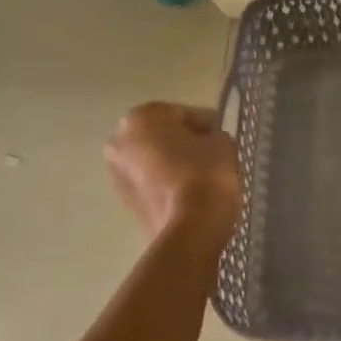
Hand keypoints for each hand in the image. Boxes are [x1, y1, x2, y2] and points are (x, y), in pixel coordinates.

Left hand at [105, 103, 240, 241]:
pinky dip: (167, 184)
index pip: (184, 113)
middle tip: (212, 155)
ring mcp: (117, 173)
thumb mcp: (222, 142)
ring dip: (174, 164)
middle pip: (163, 136)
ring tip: (202, 177)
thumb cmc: (205, 173)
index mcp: (142, 117)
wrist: (190, 228)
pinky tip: (190, 193)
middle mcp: (120, 140)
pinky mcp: (124, 202)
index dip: (208, 125)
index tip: (223, 138)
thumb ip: (213, 135)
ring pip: (154, 160)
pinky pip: (151, 183)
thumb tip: (209, 142)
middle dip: (185, 143)